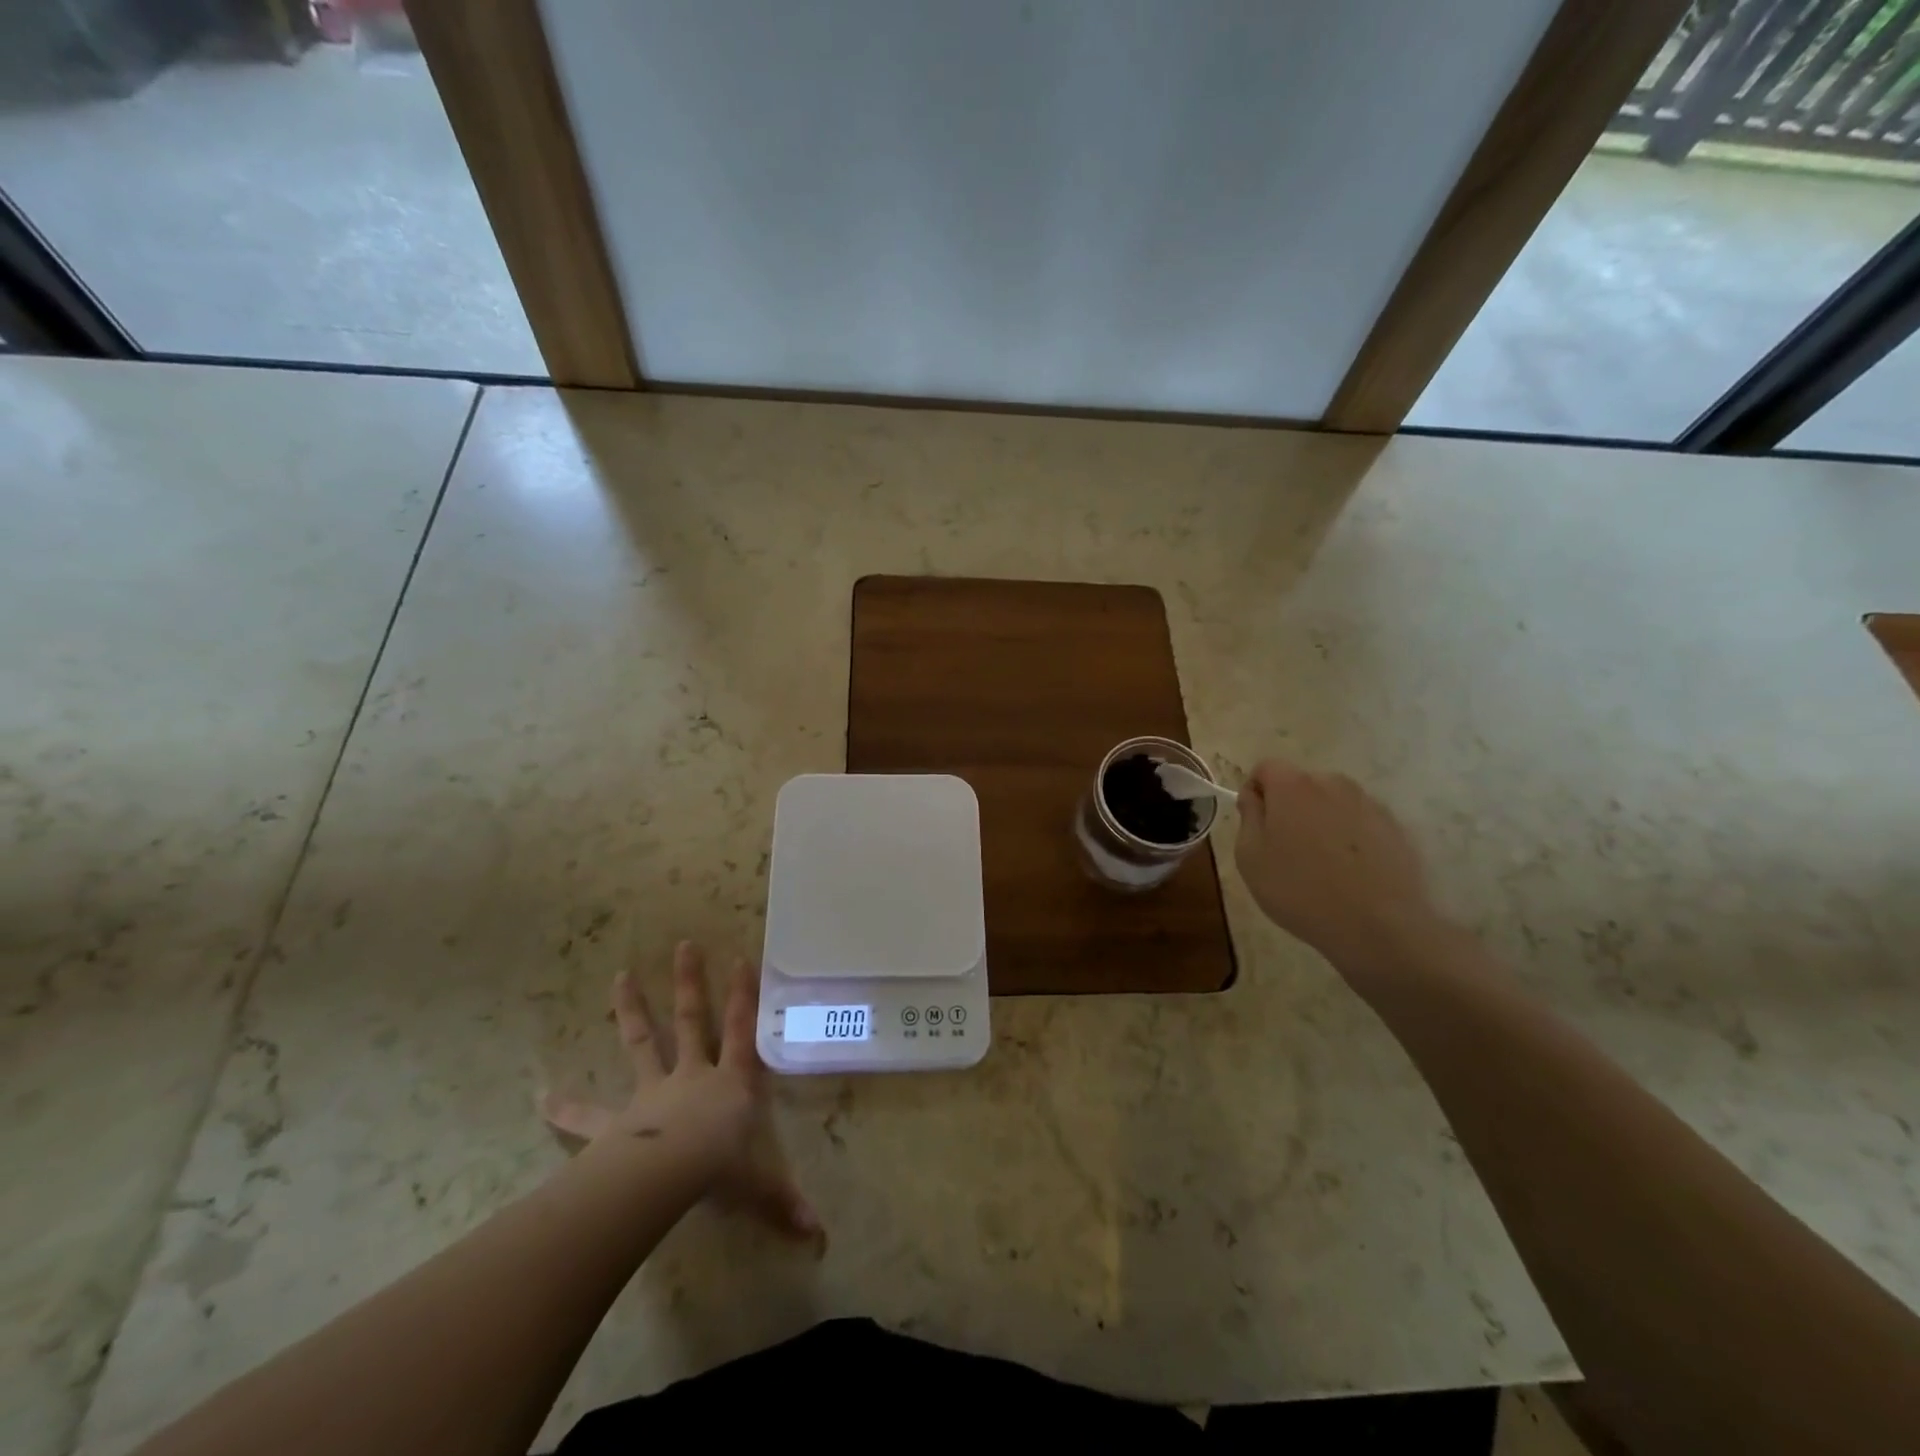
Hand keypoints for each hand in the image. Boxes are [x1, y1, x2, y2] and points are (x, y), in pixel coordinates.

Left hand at [540, 941, 821, 1242]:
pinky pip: (589, 1115)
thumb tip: (818, 1236)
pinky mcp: (617, 1121)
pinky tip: (541, 1097)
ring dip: (632, 1009)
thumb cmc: (719, 1168)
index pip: (743, 1030)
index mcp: (730, 1082)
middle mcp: (693, 1075)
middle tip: (684, 945)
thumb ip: (782, 1203)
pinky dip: (566, 1107)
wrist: (667, 1173)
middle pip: (694, 1020)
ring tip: (620, 976)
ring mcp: (652, 1092)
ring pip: (643, 1041)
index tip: (741, 958)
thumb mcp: (757, 1185)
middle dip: (690, 983)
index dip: (745, 995)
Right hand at [1233, 758, 1443, 967]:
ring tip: (1321, 864)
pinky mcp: (1396, 828)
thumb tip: (1254, 797)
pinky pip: (1360, 823)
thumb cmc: (1300, 890)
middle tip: (1285, 849)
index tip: (1256, 825)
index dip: (1255, 792)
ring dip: (1321, 821)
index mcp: (1293, 785)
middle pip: (1301, 784)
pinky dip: (1350, 838)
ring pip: (1332, 803)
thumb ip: (1248, 817)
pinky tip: (1350, 873)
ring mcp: (1369, 804)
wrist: (1379, 926)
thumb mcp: (1250, 857)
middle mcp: (1333, 783)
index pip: (1266, 768)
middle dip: (1289, 806)